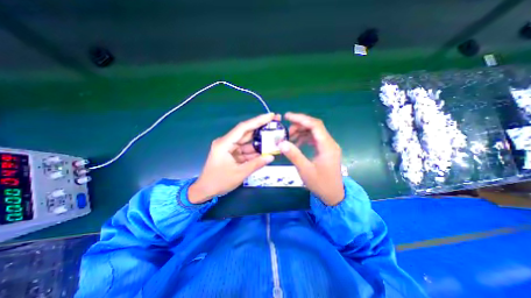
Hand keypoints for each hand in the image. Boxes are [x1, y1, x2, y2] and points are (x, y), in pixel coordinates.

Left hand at [187, 113, 277, 203]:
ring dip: (260, 142)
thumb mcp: (240, 173)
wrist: (205, 190)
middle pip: (246, 132)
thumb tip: (271, 156)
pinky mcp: (232, 153)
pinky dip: (255, 151)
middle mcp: (227, 142)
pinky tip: (266, 151)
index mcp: (225, 143)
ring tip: (274, 138)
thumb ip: (256, 164)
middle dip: (261, 128)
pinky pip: (246, 150)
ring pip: (248, 142)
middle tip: (275, 123)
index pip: (243, 128)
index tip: (271, 116)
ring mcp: (230, 148)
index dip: (258, 121)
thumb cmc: (219, 181)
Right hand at [278, 113, 343, 204]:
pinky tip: (296, 144)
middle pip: (314, 127)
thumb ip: (294, 155)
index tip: (287, 116)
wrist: (334, 195)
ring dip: (301, 132)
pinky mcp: (325, 150)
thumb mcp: (305, 170)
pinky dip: (304, 139)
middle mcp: (329, 143)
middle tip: (286, 132)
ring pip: (313, 132)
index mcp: (327, 146)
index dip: (301, 118)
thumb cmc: (321, 184)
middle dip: (299, 126)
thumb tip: (281, 143)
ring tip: (289, 138)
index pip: (315, 125)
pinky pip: (314, 139)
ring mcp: (328, 146)